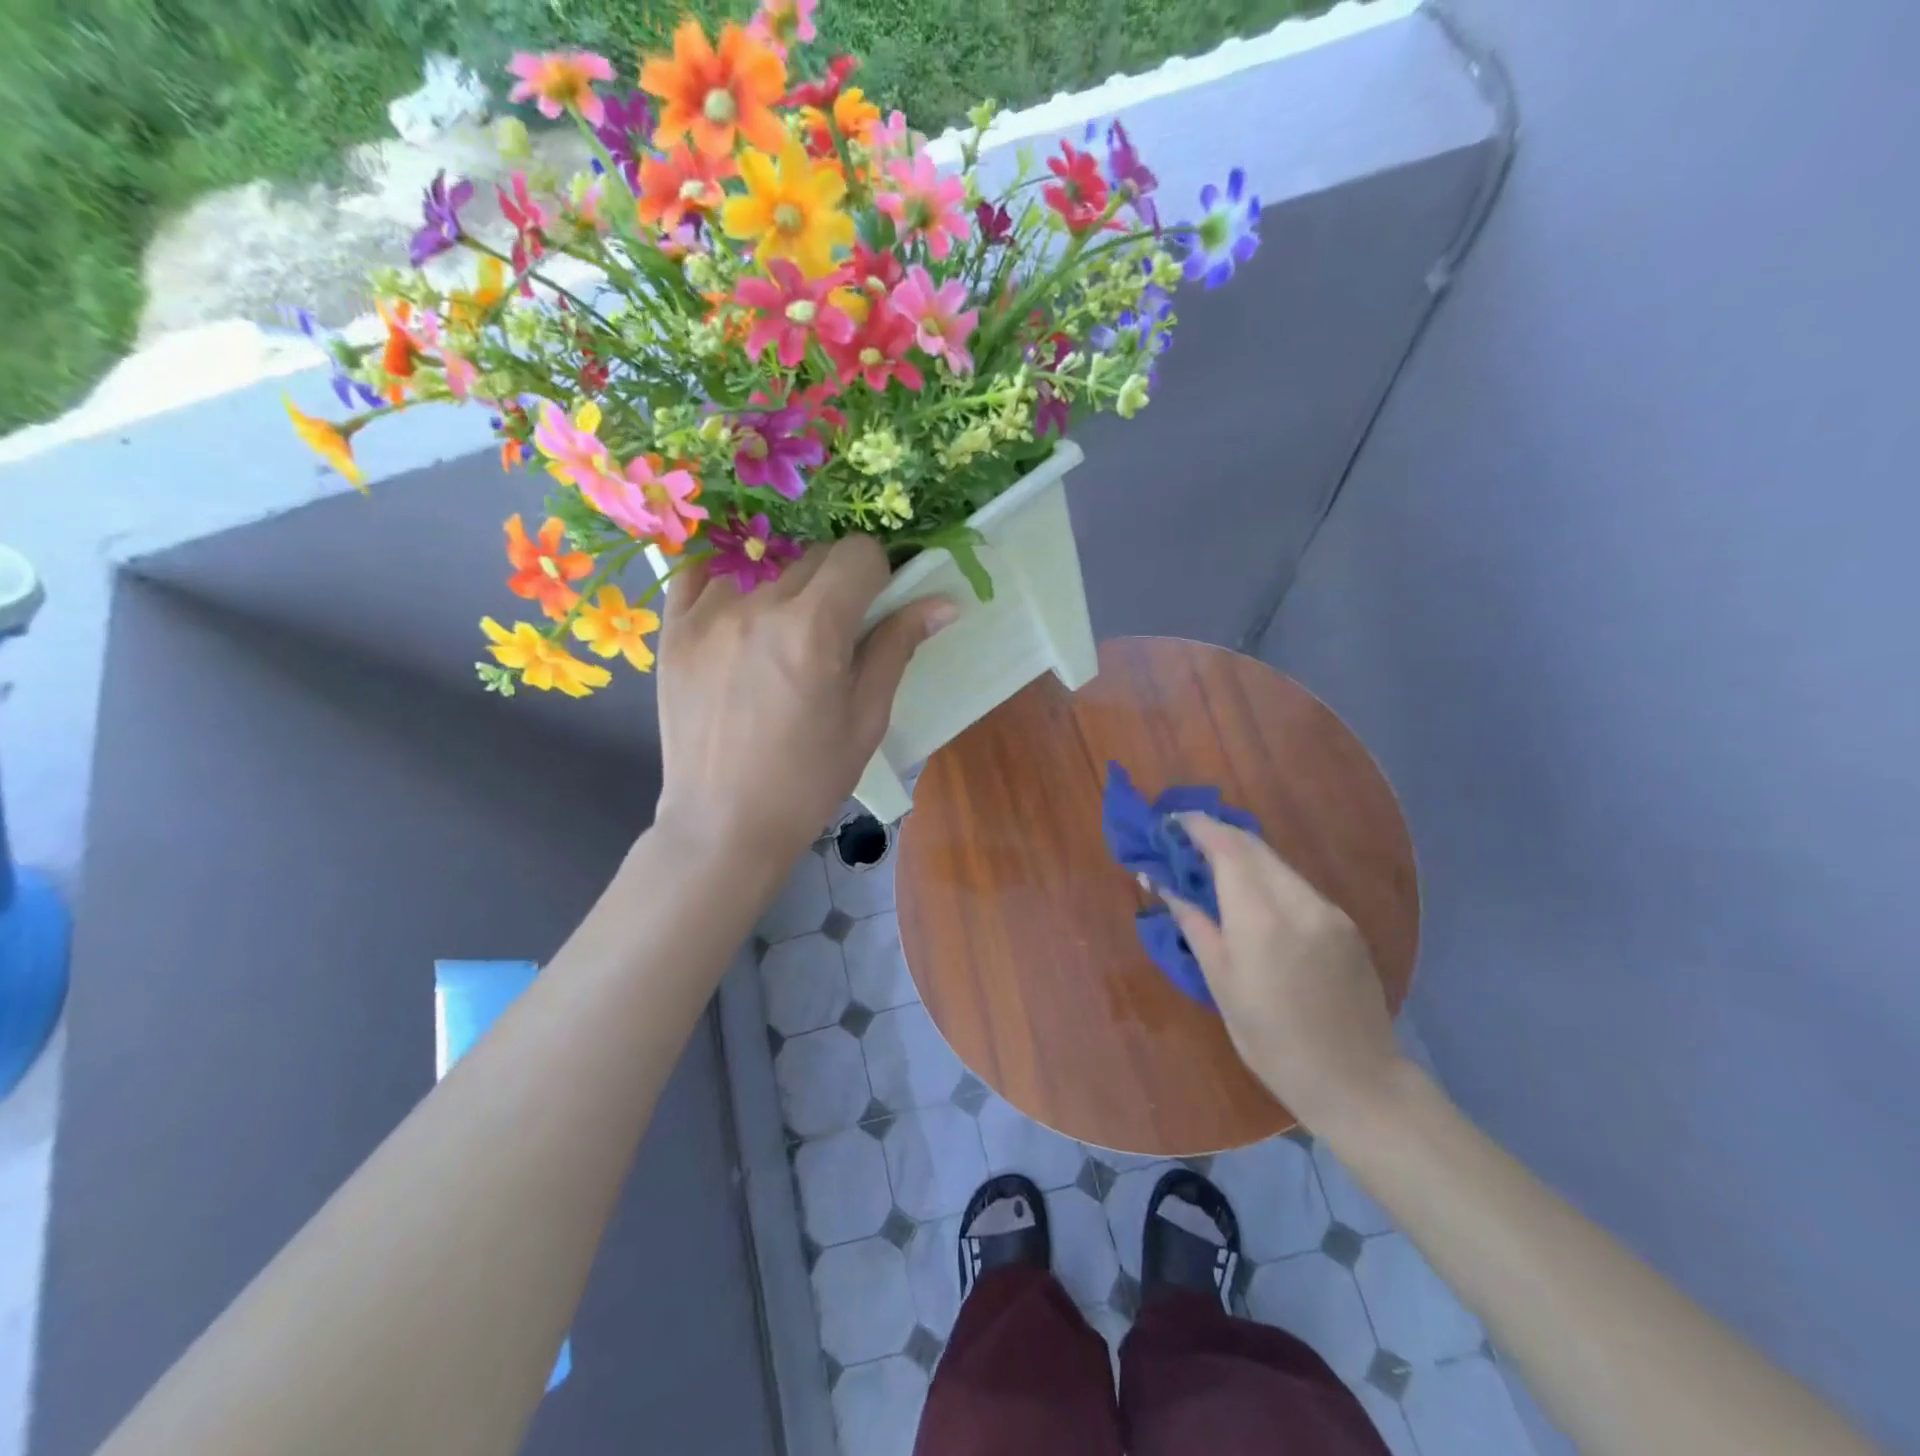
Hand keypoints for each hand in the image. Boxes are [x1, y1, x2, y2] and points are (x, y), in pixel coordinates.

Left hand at [652, 536, 953, 863]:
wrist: (723, 823)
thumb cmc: (807, 780)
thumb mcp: (866, 719)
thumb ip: (896, 648)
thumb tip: (942, 603)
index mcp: (814, 630)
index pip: (858, 554)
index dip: (878, 574)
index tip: (876, 604)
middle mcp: (758, 606)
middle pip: (814, 552)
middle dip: (837, 578)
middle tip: (836, 626)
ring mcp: (707, 612)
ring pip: (762, 557)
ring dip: (786, 579)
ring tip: (784, 627)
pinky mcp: (673, 627)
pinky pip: (700, 570)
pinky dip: (728, 576)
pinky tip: (739, 609)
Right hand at [1164, 816, 1404, 1132]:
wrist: (1356, 1081)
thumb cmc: (1271, 1040)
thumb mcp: (1221, 983)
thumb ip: (1193, 923)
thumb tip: (1160, 883)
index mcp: (1261, 919)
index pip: (1227, 848)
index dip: (1198, 827)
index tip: (1171, 822)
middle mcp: (1299, 902)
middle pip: (1254, 846)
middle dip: (1217, 834)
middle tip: (1184, 841)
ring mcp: (1328, 910)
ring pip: (1277, 863)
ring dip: (1242, 855)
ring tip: (1211, 867)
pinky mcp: (1345, 924)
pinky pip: (1297, 885)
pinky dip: (1267, 878)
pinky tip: (1251, 897)